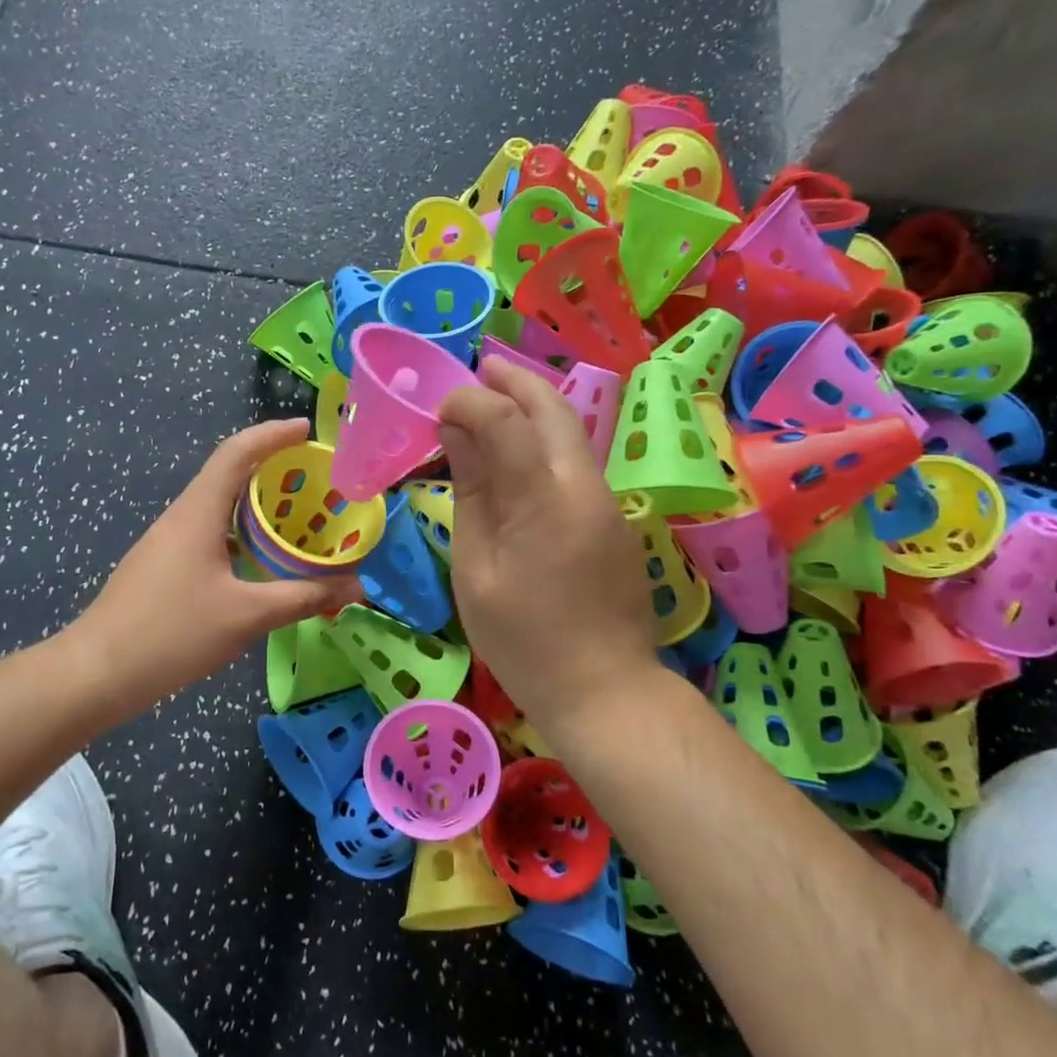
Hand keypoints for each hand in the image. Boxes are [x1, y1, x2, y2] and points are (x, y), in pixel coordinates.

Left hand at [76, 419, 361, 714]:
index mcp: (198, 513)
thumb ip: (304, 597)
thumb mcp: (247, 616)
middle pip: (228, 474)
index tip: (308, 430)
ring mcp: (166, 542)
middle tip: (315, 479)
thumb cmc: (172, 633)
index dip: (273, 435)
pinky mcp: (162, 567)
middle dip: (272, 468)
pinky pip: (208, 533)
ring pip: (218, 507)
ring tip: (296, 517)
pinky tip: (260, 561)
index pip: (236, 453)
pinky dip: (240, 533)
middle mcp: (181, 517)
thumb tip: (356, 587)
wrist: (96, 673)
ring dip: (256, 504)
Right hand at [437, 361, 659, 737]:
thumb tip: (456, 435)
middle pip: (553, 407)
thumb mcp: (476, 571)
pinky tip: (521, 453)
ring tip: (495, 400)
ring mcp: (606, 500)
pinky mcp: (615, 518)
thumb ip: (471, 494)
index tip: (440, 411)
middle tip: (480, 367)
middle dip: (514, 379)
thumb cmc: (523, 640)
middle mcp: (583, 485)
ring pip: (571, 431)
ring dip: (534, 405)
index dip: (469, 402)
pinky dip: (546, 440)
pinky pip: (577, 462)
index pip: (505, 419)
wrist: (605, 689)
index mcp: (543, 500)